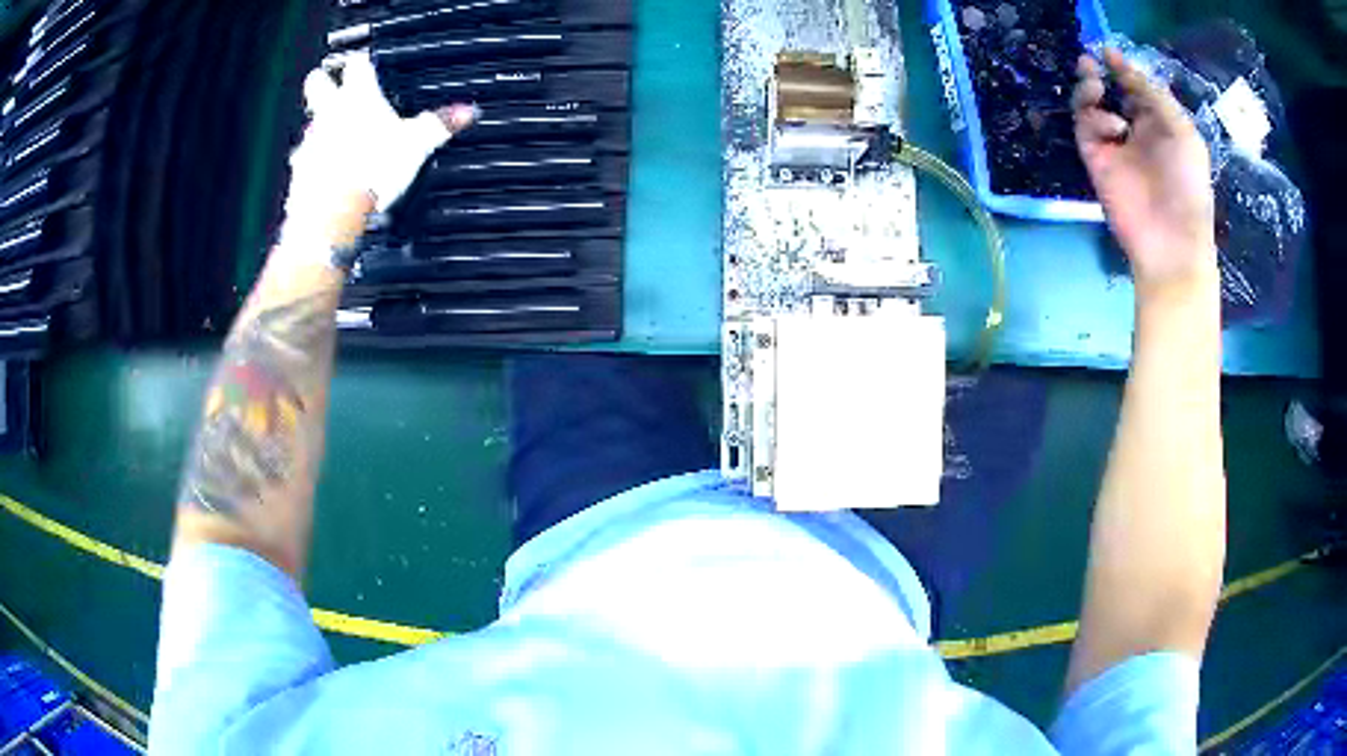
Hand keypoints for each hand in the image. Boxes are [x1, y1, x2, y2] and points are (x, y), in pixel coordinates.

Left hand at [281, 52, 474, 251]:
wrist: (334, 212)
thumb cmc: (371, 170)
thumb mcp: (417, 144)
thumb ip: (439, 125)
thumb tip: (466, 113)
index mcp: (358, 97)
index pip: (358, 64)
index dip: (363, 62)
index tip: (366, 65)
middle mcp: (329, 113)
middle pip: (317, 82)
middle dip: (323, 81)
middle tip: (335, 88)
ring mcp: (310, 141)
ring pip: (310, 124)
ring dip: (321, 129)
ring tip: (339, 143)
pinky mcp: (300, 171)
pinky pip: (305, 161)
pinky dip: (316, 165)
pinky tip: (328, 177)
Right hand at [1073, 49, 1216, 302]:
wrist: (1170, 239)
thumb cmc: (1187, 185)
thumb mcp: (1181, 130)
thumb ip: (1153, 93)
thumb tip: (1121, 63)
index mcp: (1160, 124)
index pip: (1136, 88)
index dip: (1123, 68)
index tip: (1109, 53)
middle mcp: (1135, 130)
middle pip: (1110, 91)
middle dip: (1100, 74)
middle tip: (1092, 63)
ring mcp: (1114, 146)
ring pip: (1091, 104)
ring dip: (1090, 89)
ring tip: (1095, 85)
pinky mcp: (1096, 159)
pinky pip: (1086, 127)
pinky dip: (1095, 119)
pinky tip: (1114, 130)